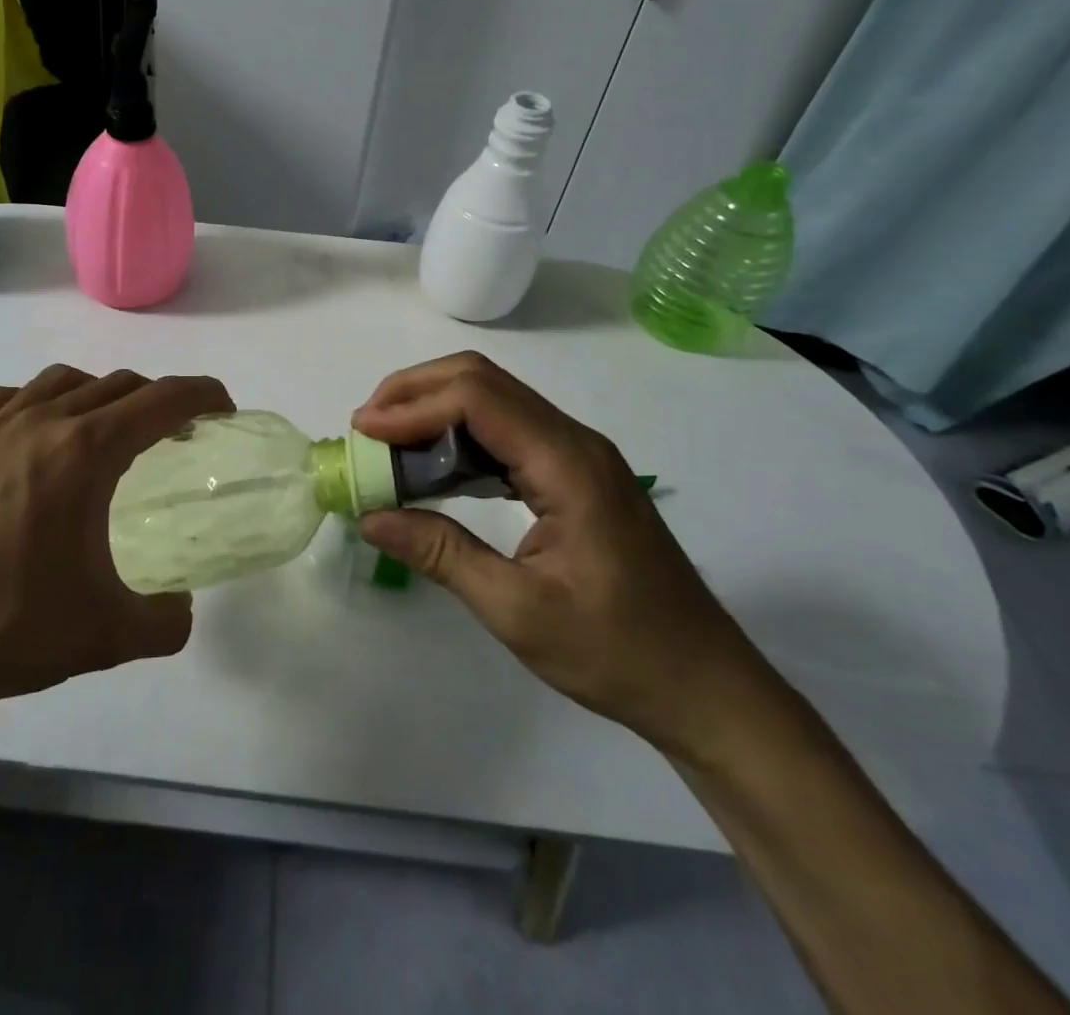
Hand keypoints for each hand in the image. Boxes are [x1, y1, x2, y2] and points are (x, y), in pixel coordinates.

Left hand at [0, 364, 232, 734]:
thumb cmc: (5, 627)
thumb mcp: (105, 636)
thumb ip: (166, 621)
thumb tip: (181, 608)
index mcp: (85, 452)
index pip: (161, 400)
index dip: (202, 395)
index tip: (223, 408)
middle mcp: (42, 421)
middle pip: (118, 385)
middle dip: (158, 400)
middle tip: (176, 435)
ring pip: (63, 380)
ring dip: (101, 394)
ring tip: (109, 431)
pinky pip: (7, 397)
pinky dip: (39, 401)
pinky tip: (36, 433)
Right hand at [352, 352, 763, 753]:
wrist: (706, 688)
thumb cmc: (618, 653)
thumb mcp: (518, 611)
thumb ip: (441, 554)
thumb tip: (370, 517)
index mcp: (568, 465)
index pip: (478, 399)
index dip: (413, 405)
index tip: (363, 431)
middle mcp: (573, 442)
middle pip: (483, 381)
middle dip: (416, 392)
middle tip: (366, 427)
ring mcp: (576, 456)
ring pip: (493, 401)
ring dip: (434, 412)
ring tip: (386, 445)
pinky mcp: (572, 475)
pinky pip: (505, 434)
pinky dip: (458, 439)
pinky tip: (430, 471)